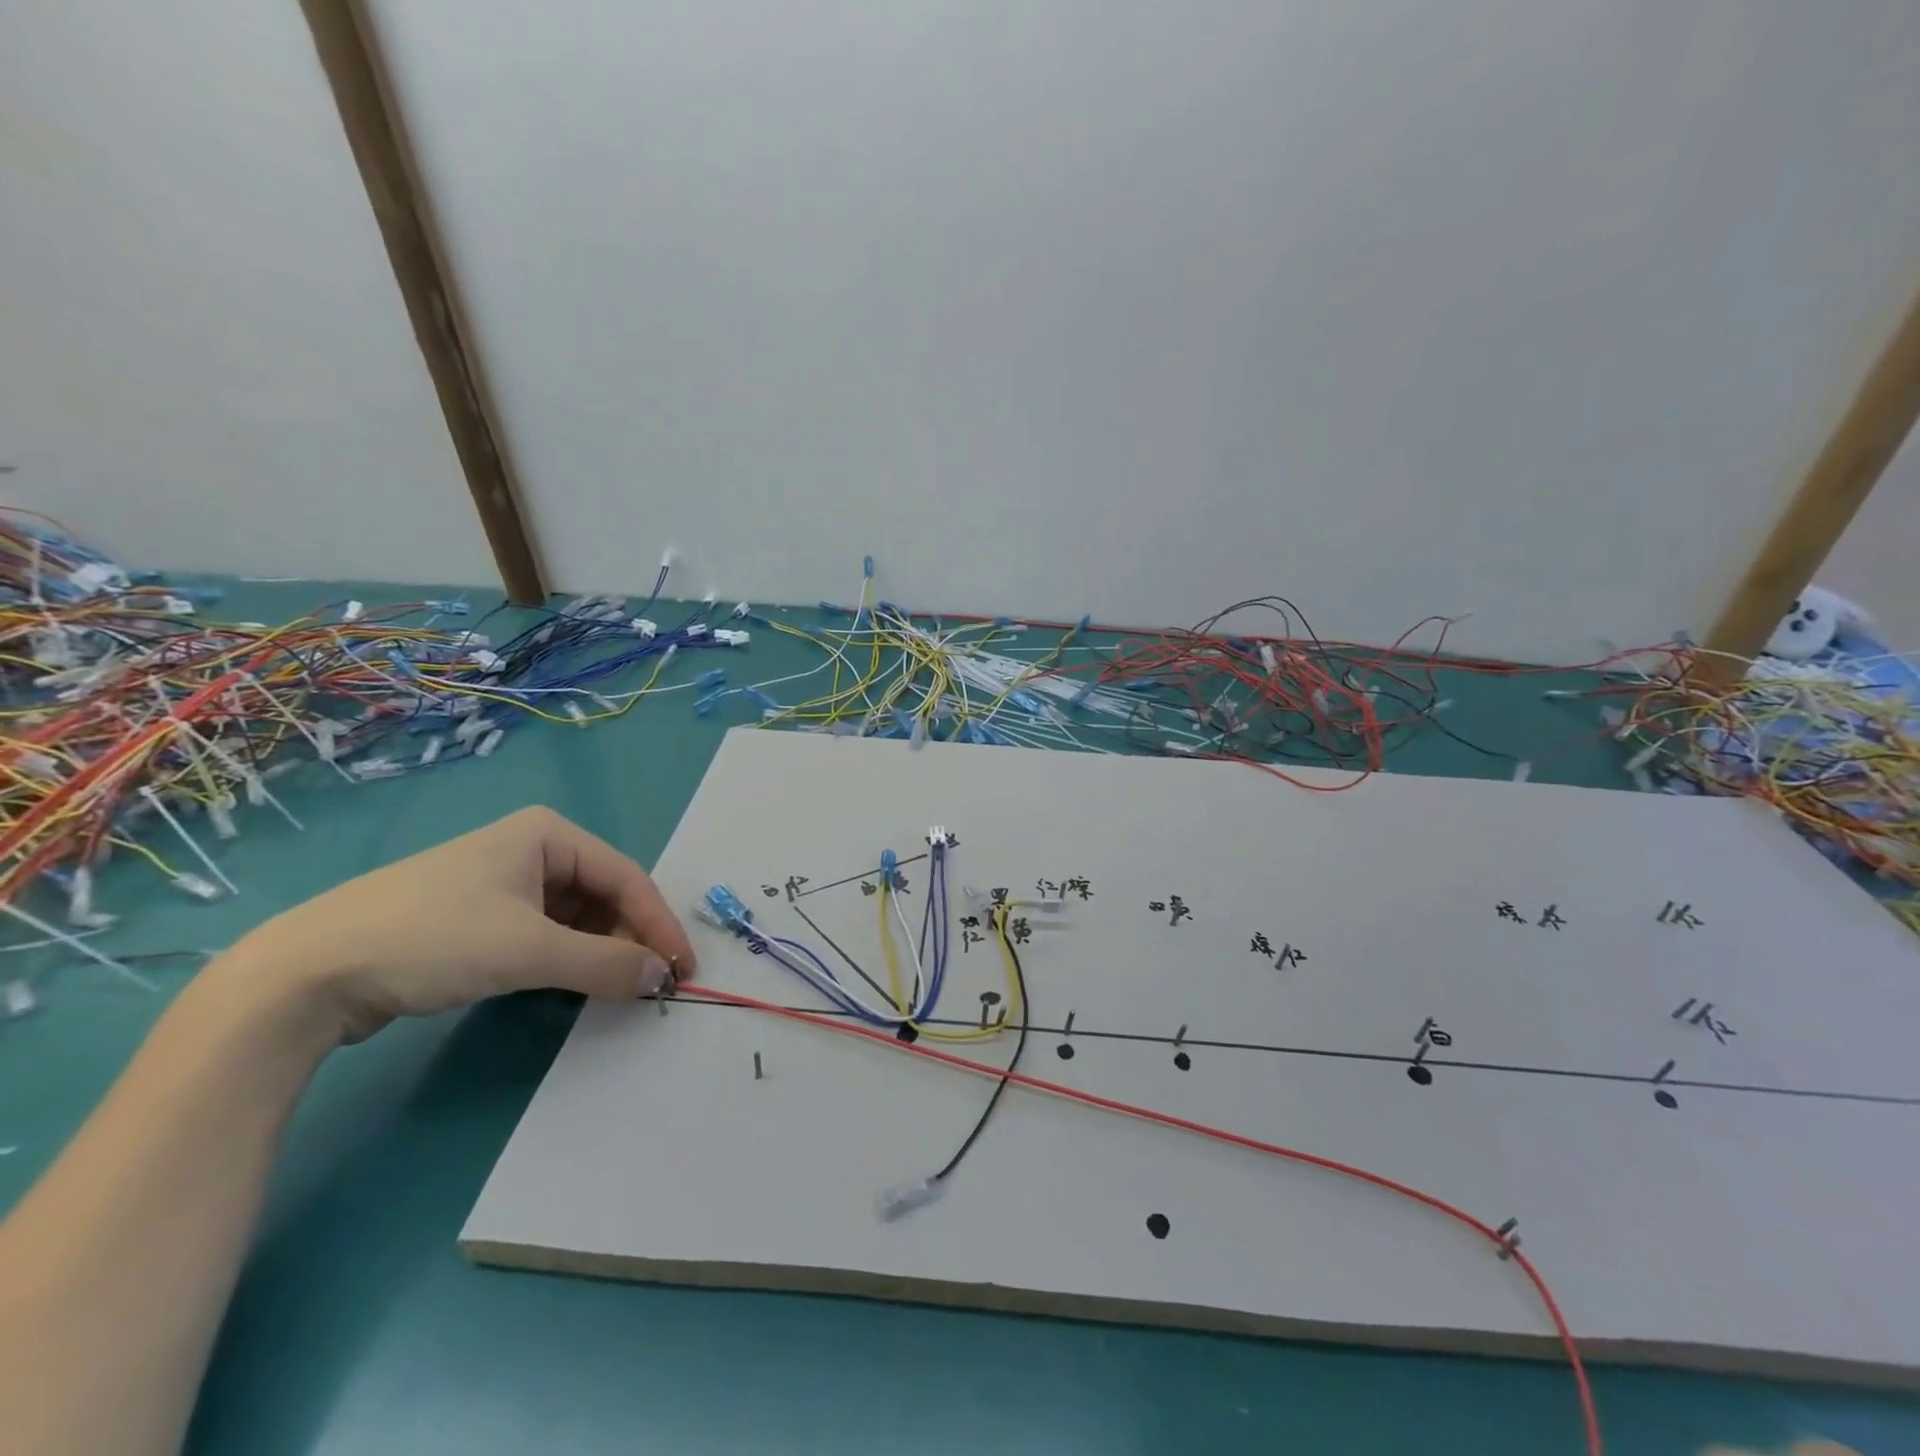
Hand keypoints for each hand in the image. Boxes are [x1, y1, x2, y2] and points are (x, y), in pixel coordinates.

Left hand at [219, 806, 695, 1044]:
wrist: (303, 975)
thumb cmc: (432, 939)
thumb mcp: (529, 951)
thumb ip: (607, 963)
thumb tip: (663, 978)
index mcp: (549, 834)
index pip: (627, 878)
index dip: (660, 925)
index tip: (683, 970)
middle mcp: (531, 849)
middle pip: (603, 895)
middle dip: (630, 938)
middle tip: (651, 984)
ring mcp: (501, 883)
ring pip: (576, 917)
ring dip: (601, 951)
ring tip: (617, 988)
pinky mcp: (477, 917)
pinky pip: (545, 933)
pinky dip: (567, 958)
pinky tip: (573, 984)